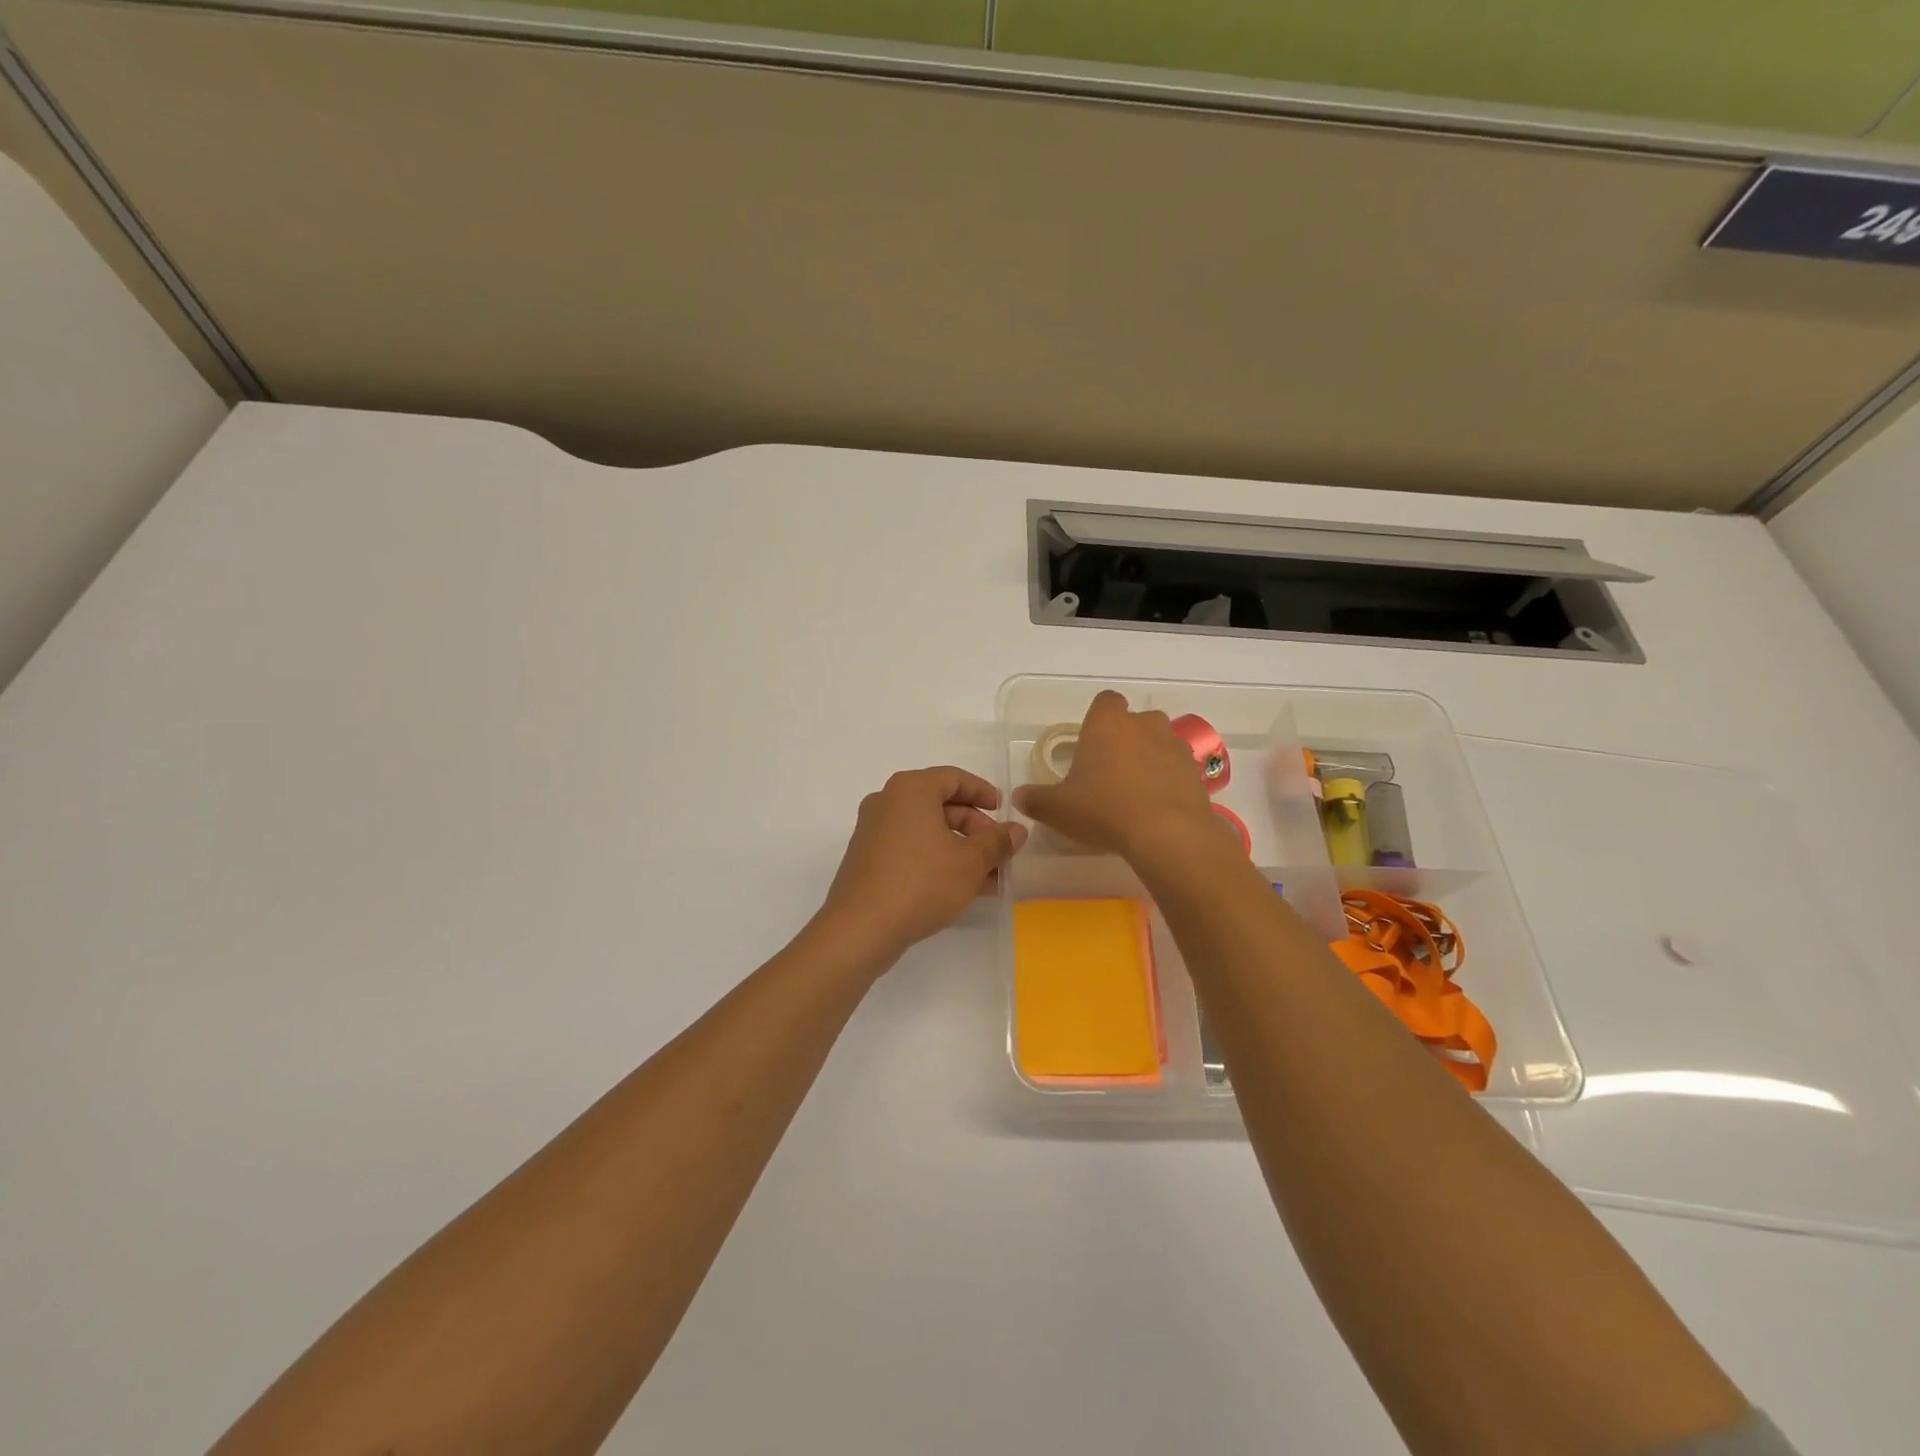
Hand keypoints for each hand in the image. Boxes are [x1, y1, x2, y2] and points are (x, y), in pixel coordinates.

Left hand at [819, 766, 1027, 964]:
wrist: (861, 928)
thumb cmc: (921, 882)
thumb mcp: (970, 862)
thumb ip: (997, 842)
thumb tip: (1017, 830)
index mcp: (910, 789)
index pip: (954, 778)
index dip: (984, 793)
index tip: (1004, 813)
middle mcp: (888, 802)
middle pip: (940, 805)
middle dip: (975, 829)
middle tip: (999, 853)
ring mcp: (874, 832)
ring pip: (927, 832)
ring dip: (960, 851)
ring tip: (990, 879)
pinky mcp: (868, 860)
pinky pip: (911, 850)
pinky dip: (937, 862)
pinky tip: (961, 889)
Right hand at [1013, 691, 1222, 862]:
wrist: (1167, 834)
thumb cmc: (1104, 809)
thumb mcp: (1057, 809)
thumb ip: (1035, 799)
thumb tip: (1019, 797)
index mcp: (1107, 723)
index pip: (1105, 701)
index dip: (1099, 719)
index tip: (1091, 745)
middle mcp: (1144, 724)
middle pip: (1135, 721)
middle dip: (1125, 740)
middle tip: (1109, 773)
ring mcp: (1174, 745)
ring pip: (1159, 743)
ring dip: (1150, 759)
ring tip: (1135, 793)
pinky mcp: (1196, 771)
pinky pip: (1177, 768)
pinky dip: (1169, 780)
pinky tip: (1156, 808)